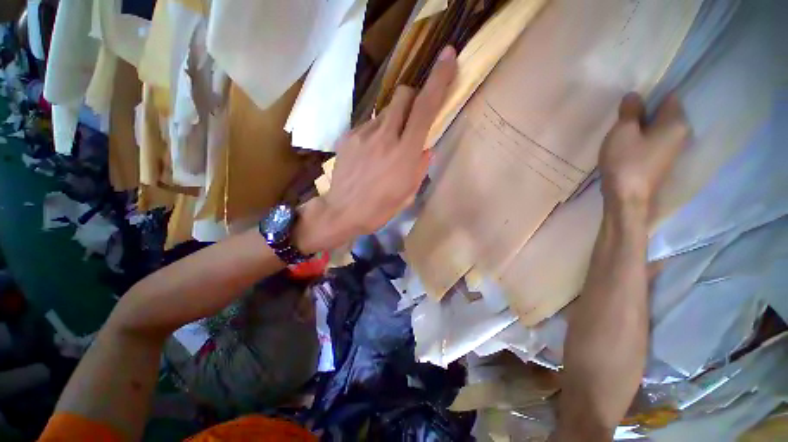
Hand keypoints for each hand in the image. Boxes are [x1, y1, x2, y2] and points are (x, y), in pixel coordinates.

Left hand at [319, 46, 457, 240]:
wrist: (344, 211)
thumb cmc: (381, 207)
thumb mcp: (409, 192)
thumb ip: (421, 165)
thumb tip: (426, 147)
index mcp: (405, 153)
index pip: (425, 108)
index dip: (439, 80)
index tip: (448, 56)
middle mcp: (386, 136)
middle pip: (403, 95)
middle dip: (411, 100)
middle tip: (410, 120)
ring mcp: (364, 134)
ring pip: (385, 112)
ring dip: (392, 121)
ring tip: (385, 147)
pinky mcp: (349, 136)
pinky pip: (368, 125)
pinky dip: (375, 133)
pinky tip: (370, 153)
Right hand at [599, 93, 689, 207]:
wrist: (628, 198)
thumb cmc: (626, 162)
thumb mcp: (623, 132)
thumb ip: (630, 111)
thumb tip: (634, 95)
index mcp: (676, 122)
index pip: (669, 96)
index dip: (650, 96)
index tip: (631, 103)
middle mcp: (682, 133)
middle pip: (665, 113)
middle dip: (645, 113)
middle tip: (622, 119)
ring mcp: (675, 150)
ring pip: (659, 129)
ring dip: (643, 128)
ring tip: (623, 134)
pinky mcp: (664, 162)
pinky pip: (656, 142)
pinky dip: (643, 141)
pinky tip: (628, 148)